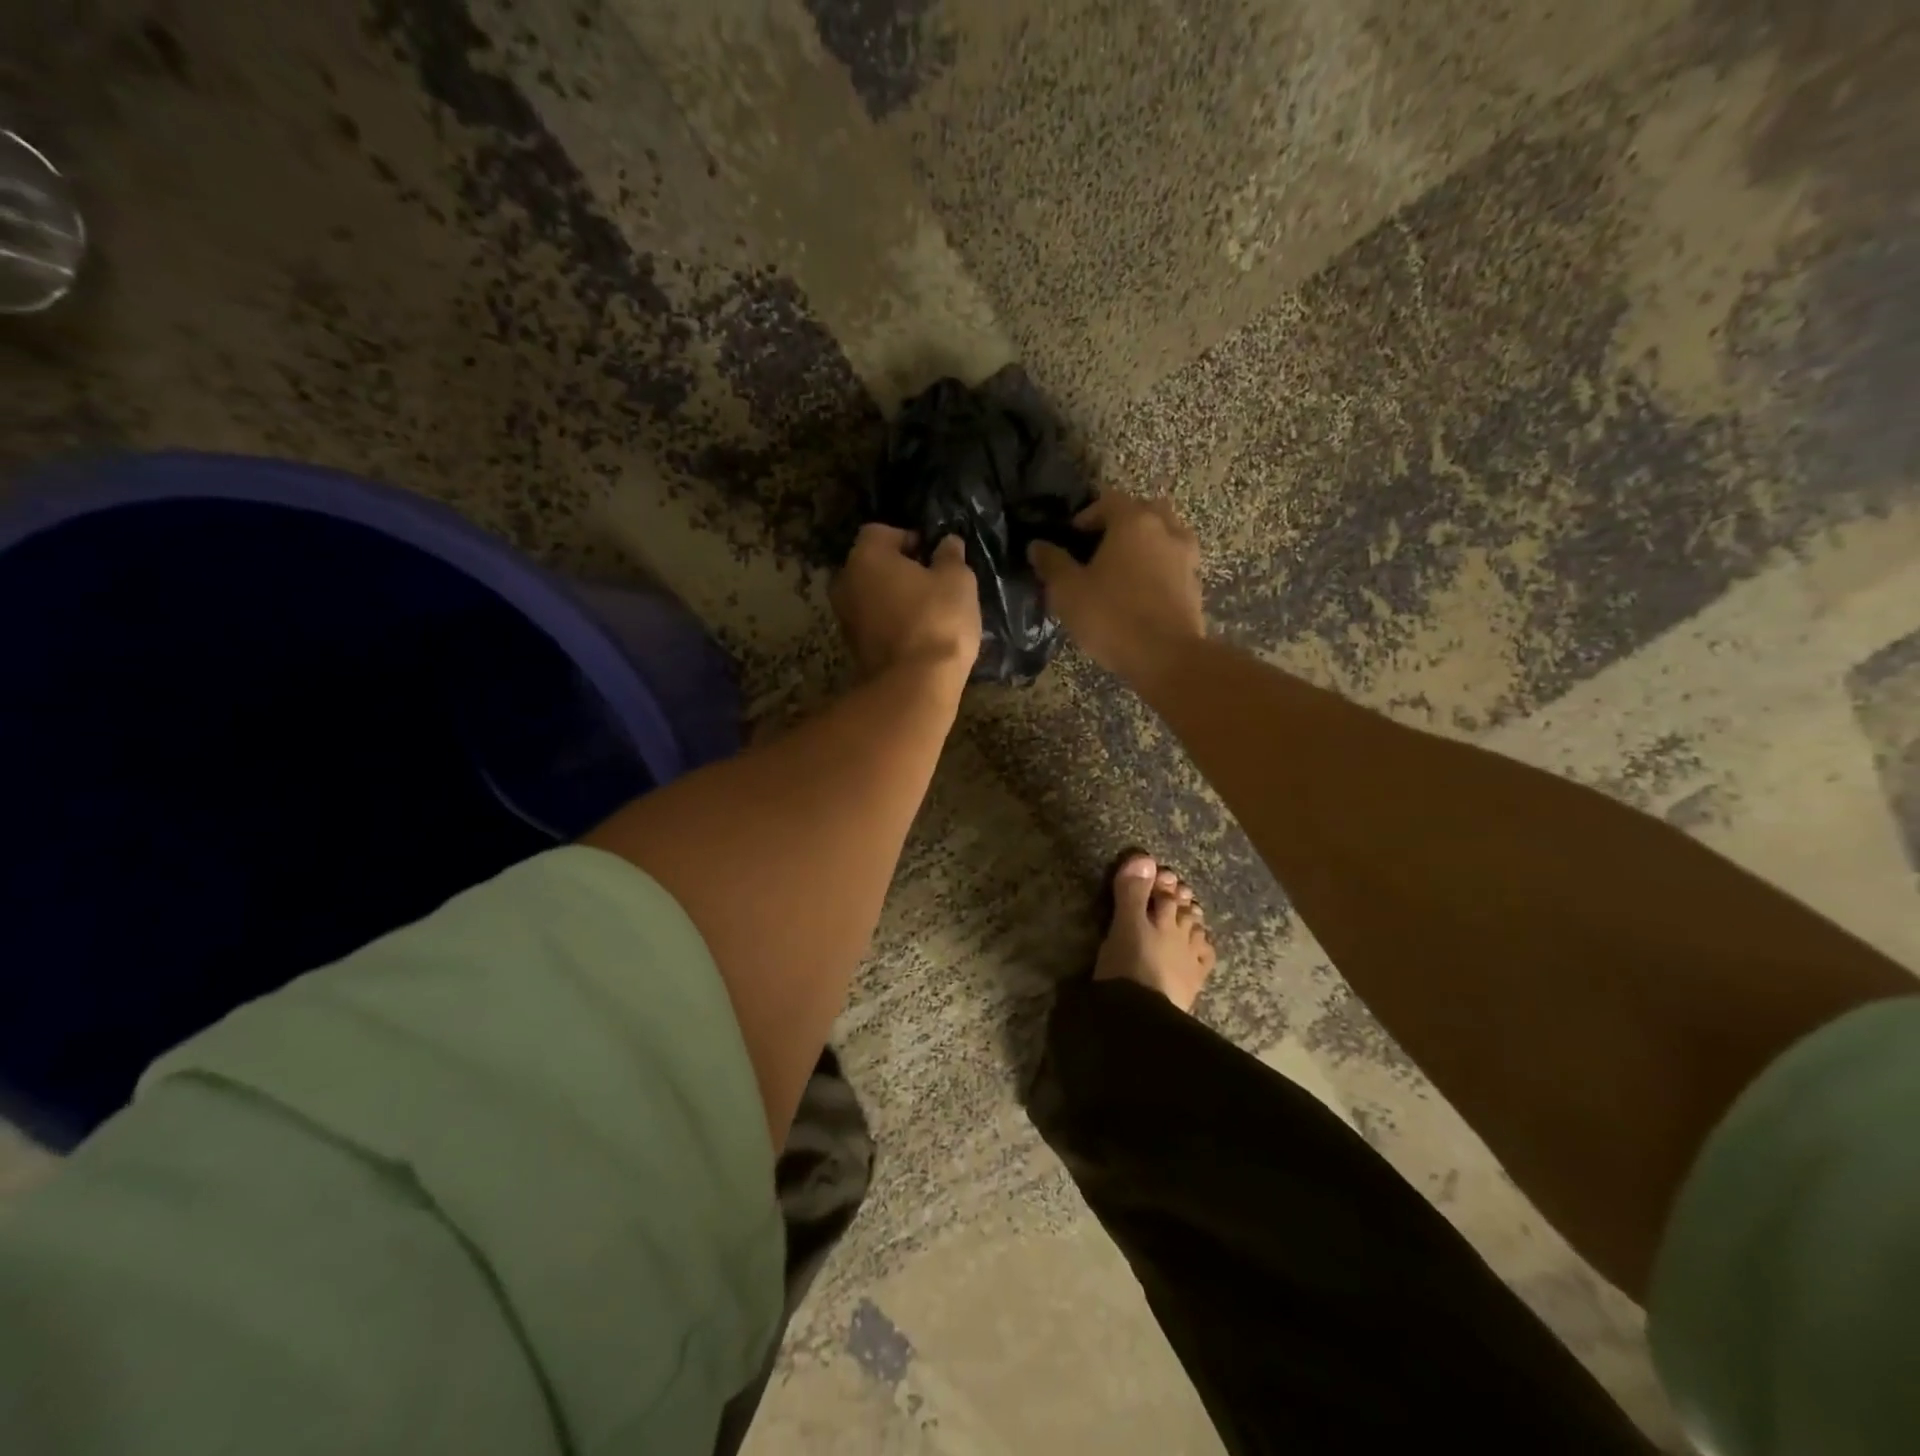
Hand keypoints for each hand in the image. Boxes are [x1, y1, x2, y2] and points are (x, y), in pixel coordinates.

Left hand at [832, 525, 981, 684]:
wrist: (915, 685)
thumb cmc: (937, 620)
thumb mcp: (957, 580)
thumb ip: (950, 556)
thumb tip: (948, 542)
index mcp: (866, 556)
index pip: (881, 532)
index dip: (909, 538)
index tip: (933, 554)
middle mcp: (845, 582)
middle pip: (872, 565)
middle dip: (899, 569)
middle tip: (932, 581)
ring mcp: (845, 618)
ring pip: (872, 596)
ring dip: (895, 598)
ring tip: (928, 610)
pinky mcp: (854, 648)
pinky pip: (874, 623)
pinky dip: (892, 623)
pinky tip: (918, 633)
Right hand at [1027, 491, 1204, 679]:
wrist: (1166, 657)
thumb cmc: (1112, 617)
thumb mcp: (1068, 591)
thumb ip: (1052, 563)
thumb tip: (1037, 545)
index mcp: (1133, 521)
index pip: (1109, 500)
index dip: (1087, 515)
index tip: (1072, 538)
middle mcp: (1166, 529)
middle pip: (1143, 511)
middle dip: (1122, 523)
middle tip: (1100, 548)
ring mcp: (1186, 556)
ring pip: (1165, 535)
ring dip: (1146, 543)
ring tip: (1124, 569)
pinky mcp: (1196, 584)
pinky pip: (1175, 563)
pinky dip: (1160, 567)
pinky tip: (1143, 591)